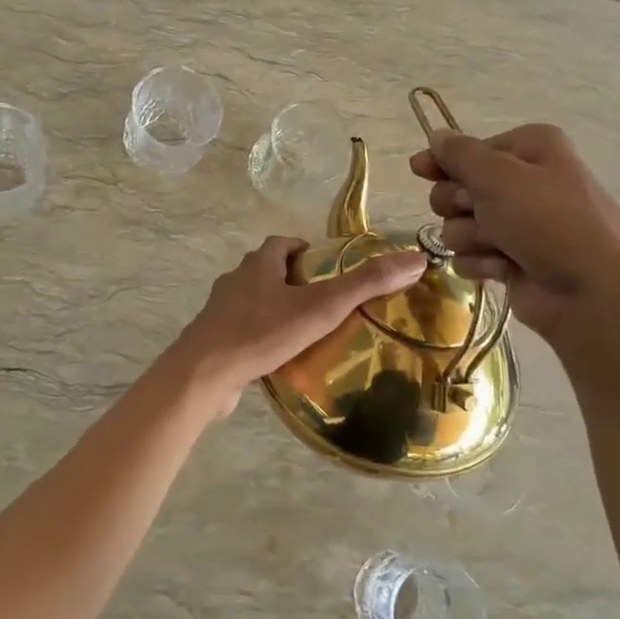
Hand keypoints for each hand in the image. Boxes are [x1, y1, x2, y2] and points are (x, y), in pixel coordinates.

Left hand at [168, 236, 426, 414]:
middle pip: (266, 271)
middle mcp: (235, 280)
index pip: (282, 244)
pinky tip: (277, 358)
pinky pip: (241, 331)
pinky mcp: (213, 340)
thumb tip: (415, 259)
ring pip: (253, 302)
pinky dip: (260, 336)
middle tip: (323, 302)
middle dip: (292, 281)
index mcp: (258, 265)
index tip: (327, 268)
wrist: (204, 374)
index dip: (304, 250)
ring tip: (305, 332)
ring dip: (275, 310)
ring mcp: (220, 311)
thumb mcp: (321, 307)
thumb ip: (366, 284)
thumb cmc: (262, 332)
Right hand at [409, 124, 619, 356]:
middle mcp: (526, 182)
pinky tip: (503, 269)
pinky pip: (472, 255)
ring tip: (498, 247)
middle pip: (459, 188)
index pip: (469, 150)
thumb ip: (459, 154)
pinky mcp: (513, 261)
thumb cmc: (548, 221)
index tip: (421, 171)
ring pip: (460, 225)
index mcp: (532, 149)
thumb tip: (436, 135)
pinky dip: (482, 262)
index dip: (444, 163)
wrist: (592, 292)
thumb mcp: (498, 176)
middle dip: (459, 204)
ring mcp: (520, 225)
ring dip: (471, 237)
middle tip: (478, 212)